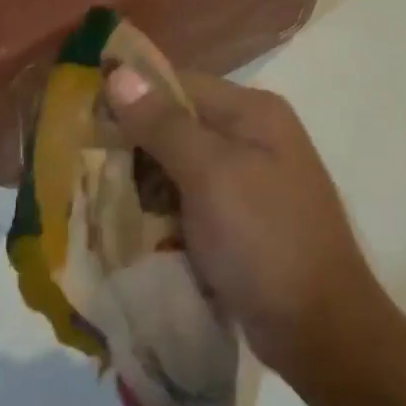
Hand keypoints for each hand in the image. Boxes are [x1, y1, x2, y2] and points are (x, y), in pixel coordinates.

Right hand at [104, 66, 381, 379]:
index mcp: (252, 112)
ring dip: (143, 180)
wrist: (322, 332)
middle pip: (176, 123)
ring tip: (99, 197)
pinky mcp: (240, 218)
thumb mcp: (210, 174)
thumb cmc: (265, 239)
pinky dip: (162, 208)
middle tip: (86, 166)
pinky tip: (131, 224)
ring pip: (178, 164)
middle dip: (133, 144)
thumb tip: (119, 72)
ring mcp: (248, 179)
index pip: (177, 84)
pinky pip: (189, 198)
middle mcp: (252, 136)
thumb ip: (163, 123)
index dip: (130, 98)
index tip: (83, 120)